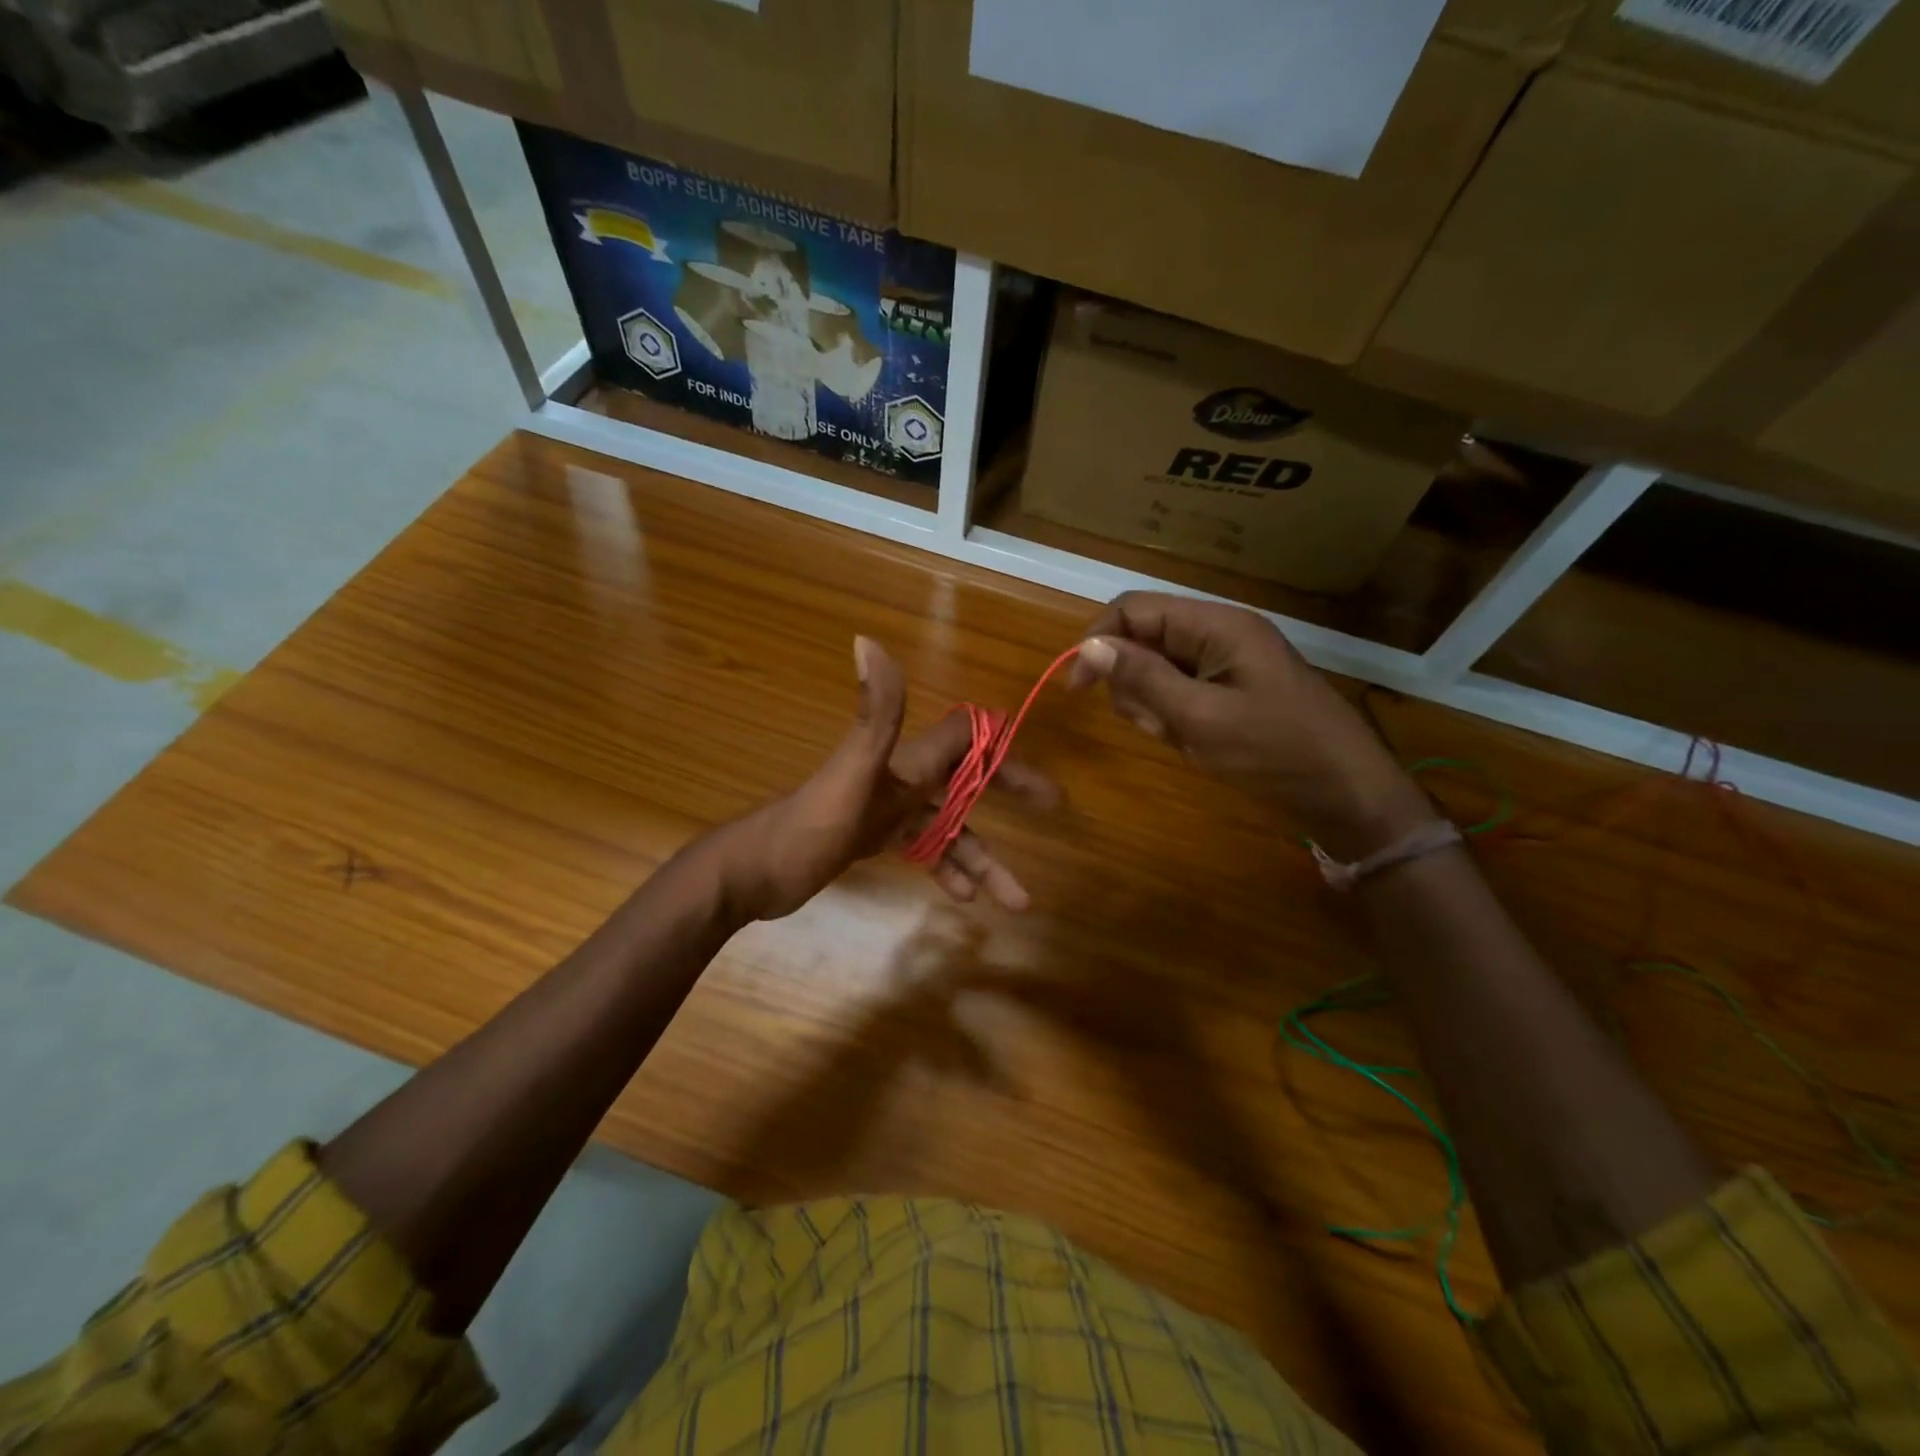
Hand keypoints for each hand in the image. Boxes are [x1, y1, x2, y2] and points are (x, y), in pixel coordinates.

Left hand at [713, 637, 1059, 921]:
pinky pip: (921, 847)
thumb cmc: (809, 825)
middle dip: (1008, 792)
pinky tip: (963, 896)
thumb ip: (875, 715)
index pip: (965, 738)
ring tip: (1016, 898)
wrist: (753, 872)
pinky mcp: (872, 836)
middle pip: (966, 780)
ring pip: (948, 827)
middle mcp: (901, 777)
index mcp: (904, 759)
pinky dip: (944, 866)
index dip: (1003, 749)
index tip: (1041, 779)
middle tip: (1051, 808)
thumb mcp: (850, 773)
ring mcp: (886, 808)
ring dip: (982, 857)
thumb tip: (869, 640)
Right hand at [1069, 592, 1429, 860]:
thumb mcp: (1200, 717)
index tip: (1077, 688)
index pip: (1135, 610)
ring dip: (1153, 705)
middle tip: (1154, 723)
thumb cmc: (1275, 752)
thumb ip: (1142, 678)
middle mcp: (1219, 635)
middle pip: (1144, 639)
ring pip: (1158, 670)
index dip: (1098, 640)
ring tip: (1181, 737)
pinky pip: (1181, 694)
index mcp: (1217, 625)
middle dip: (1133, 682)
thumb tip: (1087, 646)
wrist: (1347, 795)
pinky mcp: (1230, 692)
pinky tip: (1196, 744)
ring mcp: (1226, 665)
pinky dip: (1174, 718)